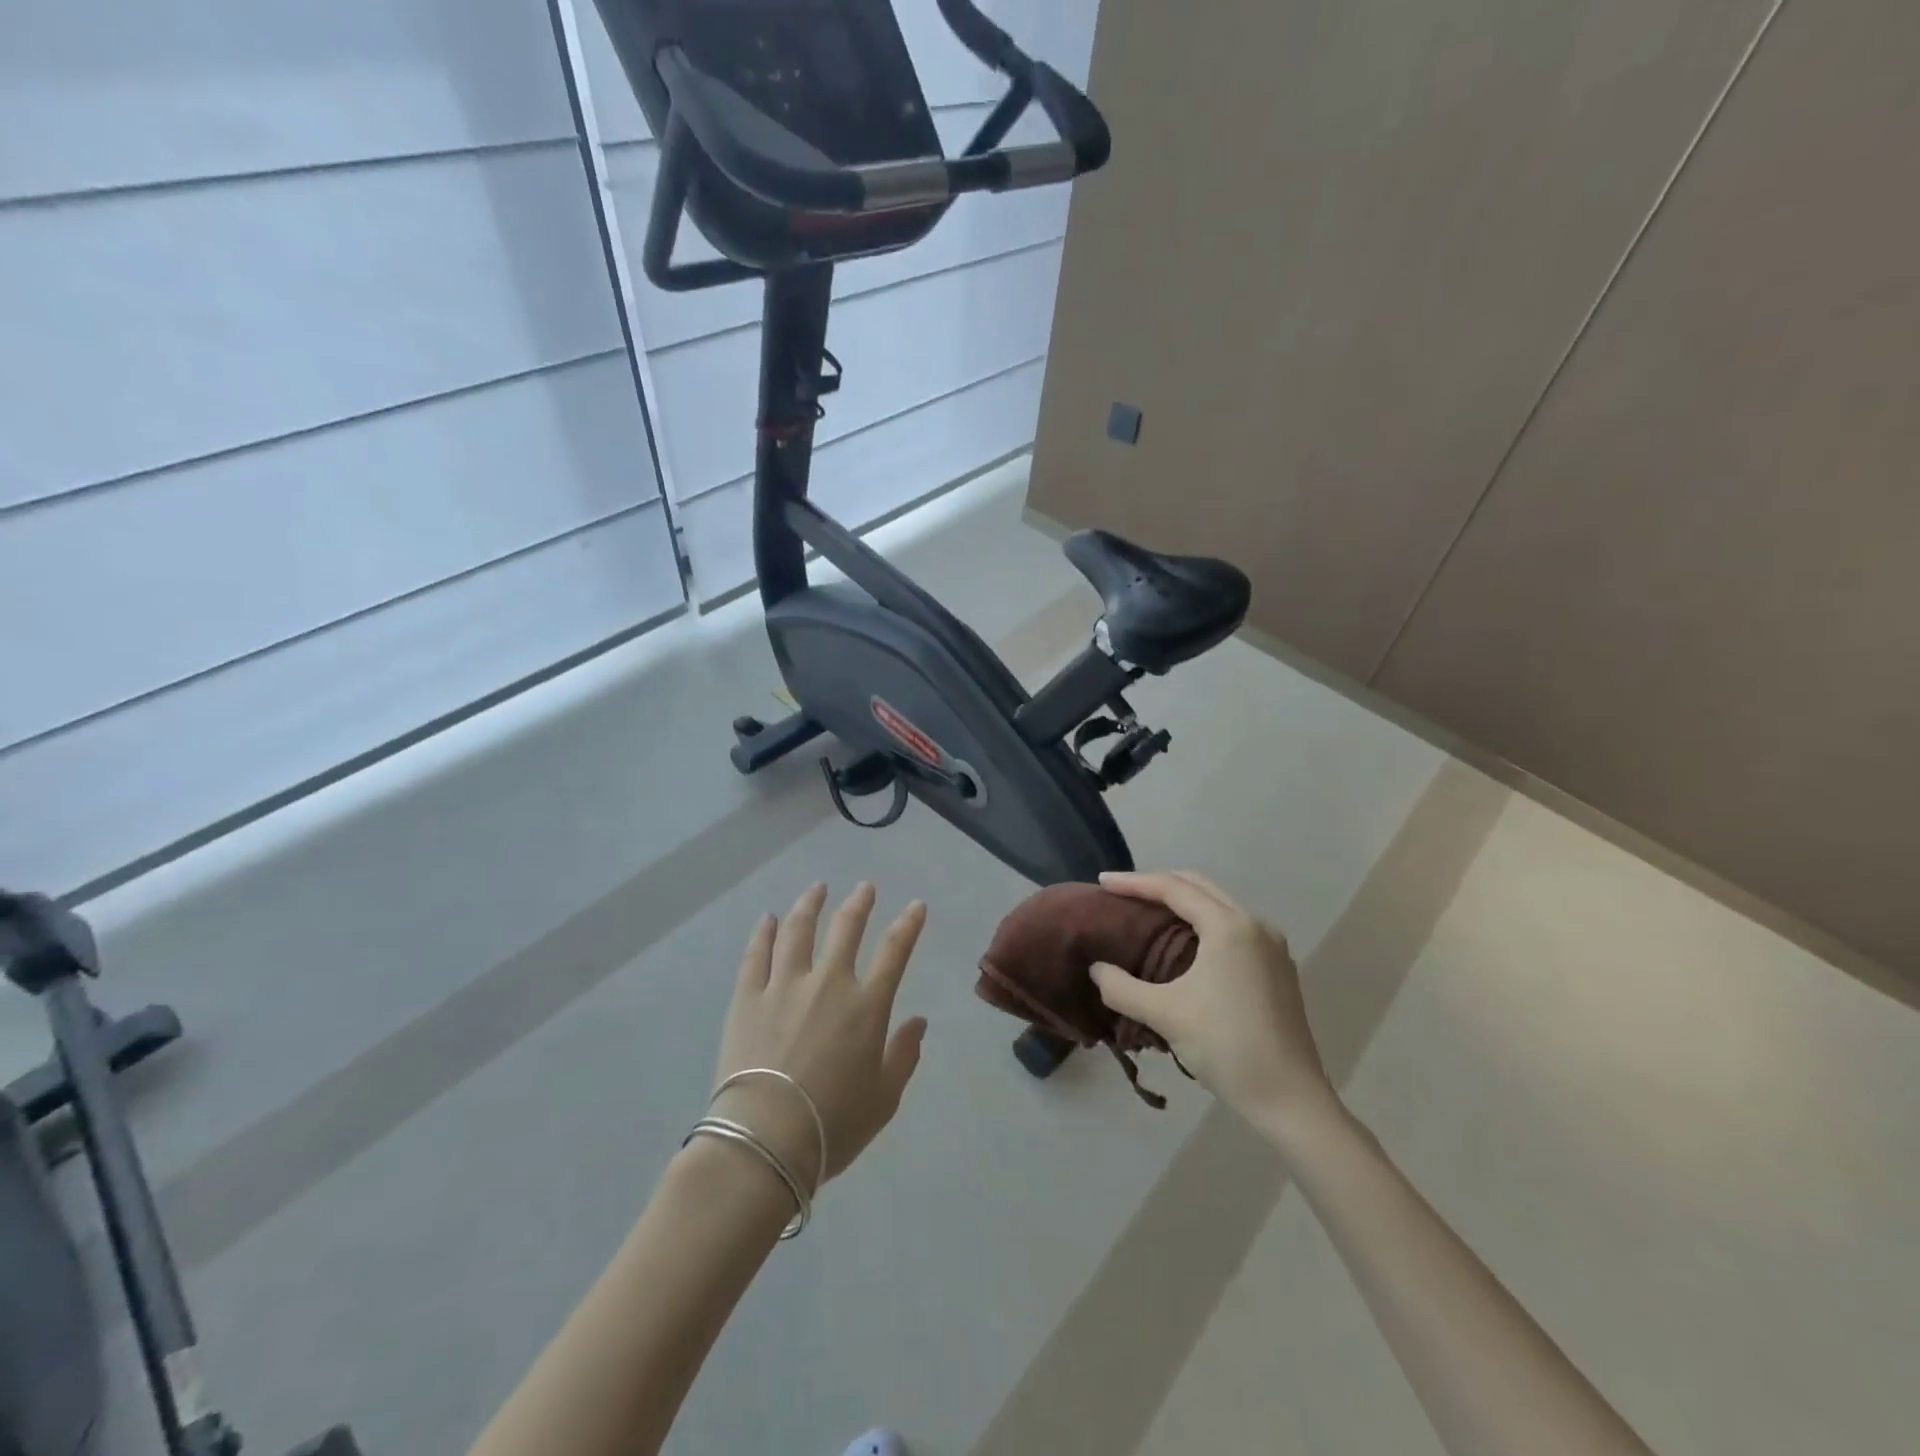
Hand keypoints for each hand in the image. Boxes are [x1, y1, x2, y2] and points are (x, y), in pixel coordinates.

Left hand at [709, 883, 928, 1190]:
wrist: (765, 1139)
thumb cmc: (832, 1125)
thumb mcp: (884, 1098)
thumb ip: (904, 1055)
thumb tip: (919, 1021)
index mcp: (866, 1005)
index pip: (895, 951)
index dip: (908, 925)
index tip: (916, 906)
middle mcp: (828, 983)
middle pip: (846, 929)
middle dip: (859, 903)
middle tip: (865, 887)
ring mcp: (784, 986)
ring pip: (798, 931)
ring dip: (810, 904)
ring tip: (816, 889)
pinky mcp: (747, 998)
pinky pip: (757, 955)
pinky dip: (764, 933)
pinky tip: (769, 919)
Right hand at [1090, 871, 1339, 1140]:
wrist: (1290, 1099)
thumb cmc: (1226, 1047)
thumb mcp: (1165, 1015)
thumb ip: (1121, 988)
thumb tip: (1096, 969)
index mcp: (1229, 926)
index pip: (1173, 888)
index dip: (1134, 882)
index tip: (1101, 883)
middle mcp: (1254, 925)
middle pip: (1199, 886)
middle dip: (1158, 884)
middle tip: (1122, 893)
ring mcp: (1271, 946)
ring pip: (1218, 905)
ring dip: (1182, 902)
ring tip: (1148, 912)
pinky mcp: (1278, 967)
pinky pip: (1232, 926)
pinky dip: (1203, 922)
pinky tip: (1184, 942)